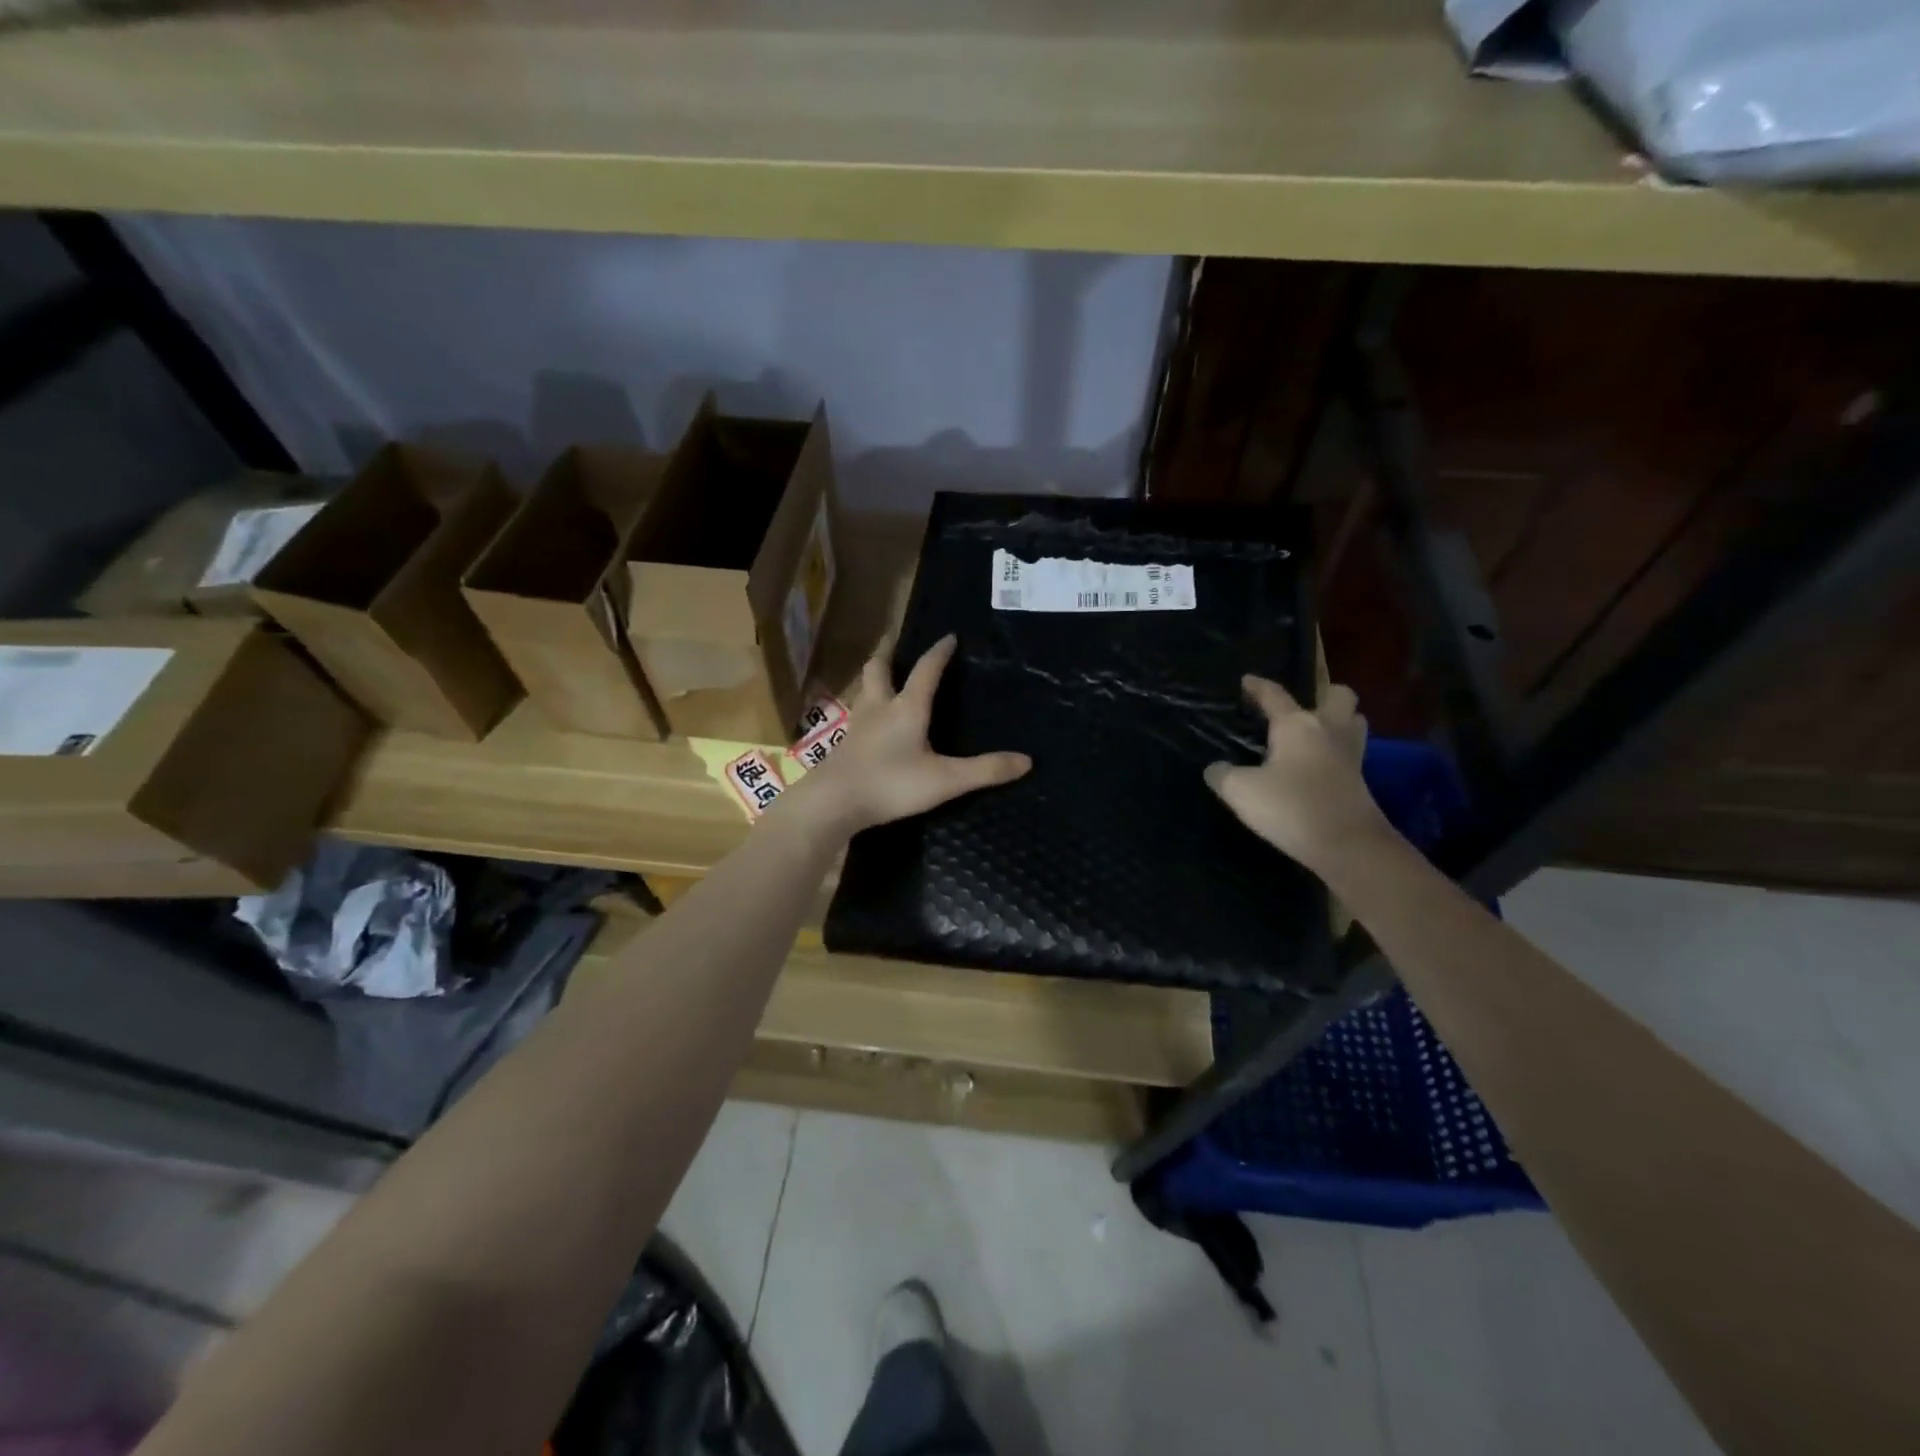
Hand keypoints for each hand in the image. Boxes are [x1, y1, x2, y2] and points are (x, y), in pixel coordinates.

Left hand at [777, 635, 1030, 839]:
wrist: (833, 803)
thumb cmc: (891, 785)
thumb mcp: (945, 780)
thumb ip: (985, 770)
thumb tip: (1026, 760)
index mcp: (907, 708)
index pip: (926, 670)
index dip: (939, 652)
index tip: (949, 636)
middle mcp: (879, 708)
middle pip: (879, 669)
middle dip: (888, 652)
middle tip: (894, 641)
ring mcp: (857, 727)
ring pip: (863, 691)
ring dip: (873, 678)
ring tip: (882, 676)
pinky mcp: (843, 746)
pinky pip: (857, 717)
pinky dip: (866, 708)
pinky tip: (870, 723)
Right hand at [1203, 676, 1388, 874]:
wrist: (1347, 845)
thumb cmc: (1291, 807)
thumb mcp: (1241, 791)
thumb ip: (1222, 775)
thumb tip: (1215, 768)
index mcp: (1297, 724)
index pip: (1274, 695)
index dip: (1258, 686)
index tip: (1247, 680)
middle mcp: (1328, 730)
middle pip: (1339, 696)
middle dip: (1323, 695)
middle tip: (1301, 709)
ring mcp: (1349, 755)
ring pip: (1353, 722)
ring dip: (1337, 722)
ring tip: (1314, 734)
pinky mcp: (1360, 780)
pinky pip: (1350, 753)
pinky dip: (1336, 753)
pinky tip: (1317, 766)